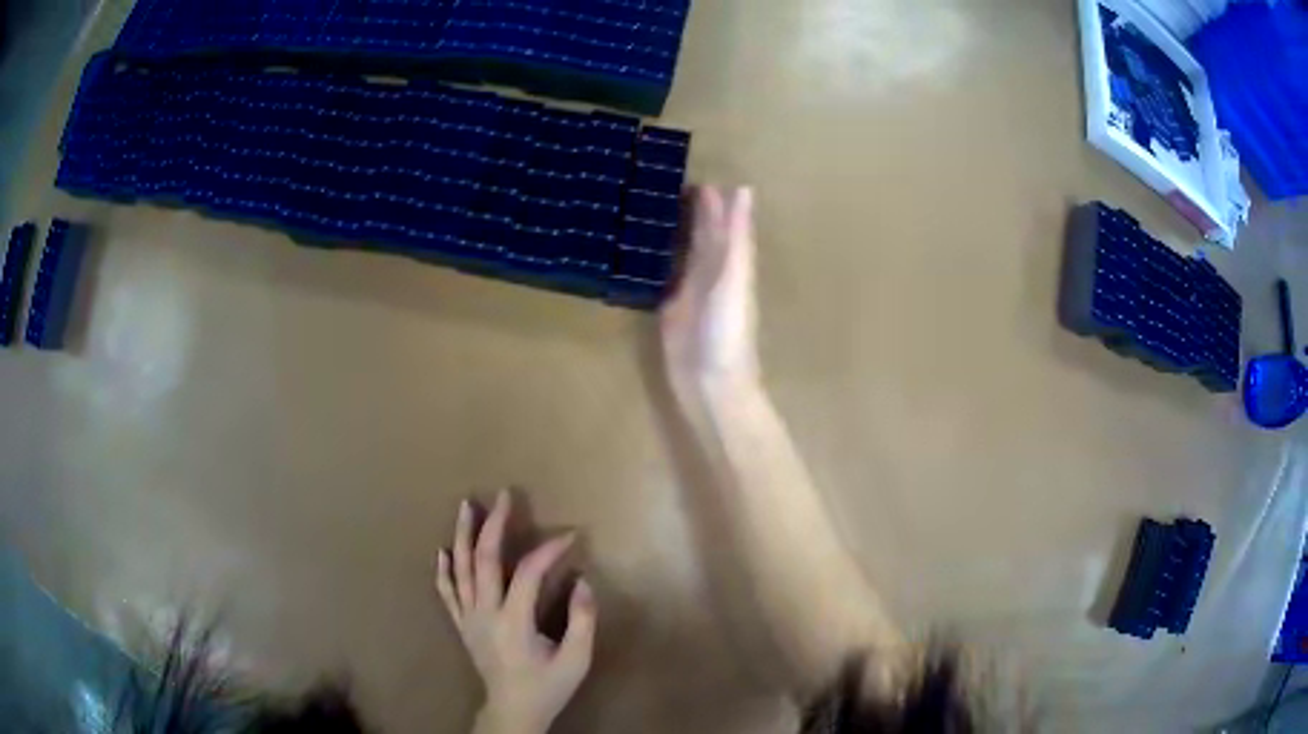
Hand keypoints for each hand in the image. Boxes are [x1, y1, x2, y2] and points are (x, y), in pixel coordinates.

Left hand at [435, 491, 595, 733]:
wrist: (512, 711)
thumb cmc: (547, 687)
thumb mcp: (576, 659)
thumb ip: (583, 620)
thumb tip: (583, 581)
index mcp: (513, 621)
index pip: (527, 572)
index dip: (548, 549)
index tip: (570, 535)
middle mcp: (484, 613)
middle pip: (483, 559)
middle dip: (494, 524)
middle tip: (503, 495)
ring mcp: (468, 618)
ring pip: (460, 569)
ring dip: (462, 535)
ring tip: (466, 506)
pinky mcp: (462, 625)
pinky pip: (447, 592)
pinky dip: (443, 570)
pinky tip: (442, 550)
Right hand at [661, 186, 759, 387]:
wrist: (712, 385)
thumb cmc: (728, 331)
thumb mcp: (734, 278)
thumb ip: (737, 236)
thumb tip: (744, 189)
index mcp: (728, 262)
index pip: (719, 222)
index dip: (708, 198)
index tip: (686, 171)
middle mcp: (709, 273)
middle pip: (697, 234)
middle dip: (684, 209)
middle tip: (657, 181)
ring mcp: (686, 292)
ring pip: (677, 253)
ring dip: (665, 232)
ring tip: (642, 205)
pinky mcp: (667, 310)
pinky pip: (658, 278)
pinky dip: (649, 261)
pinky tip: (633, 249)